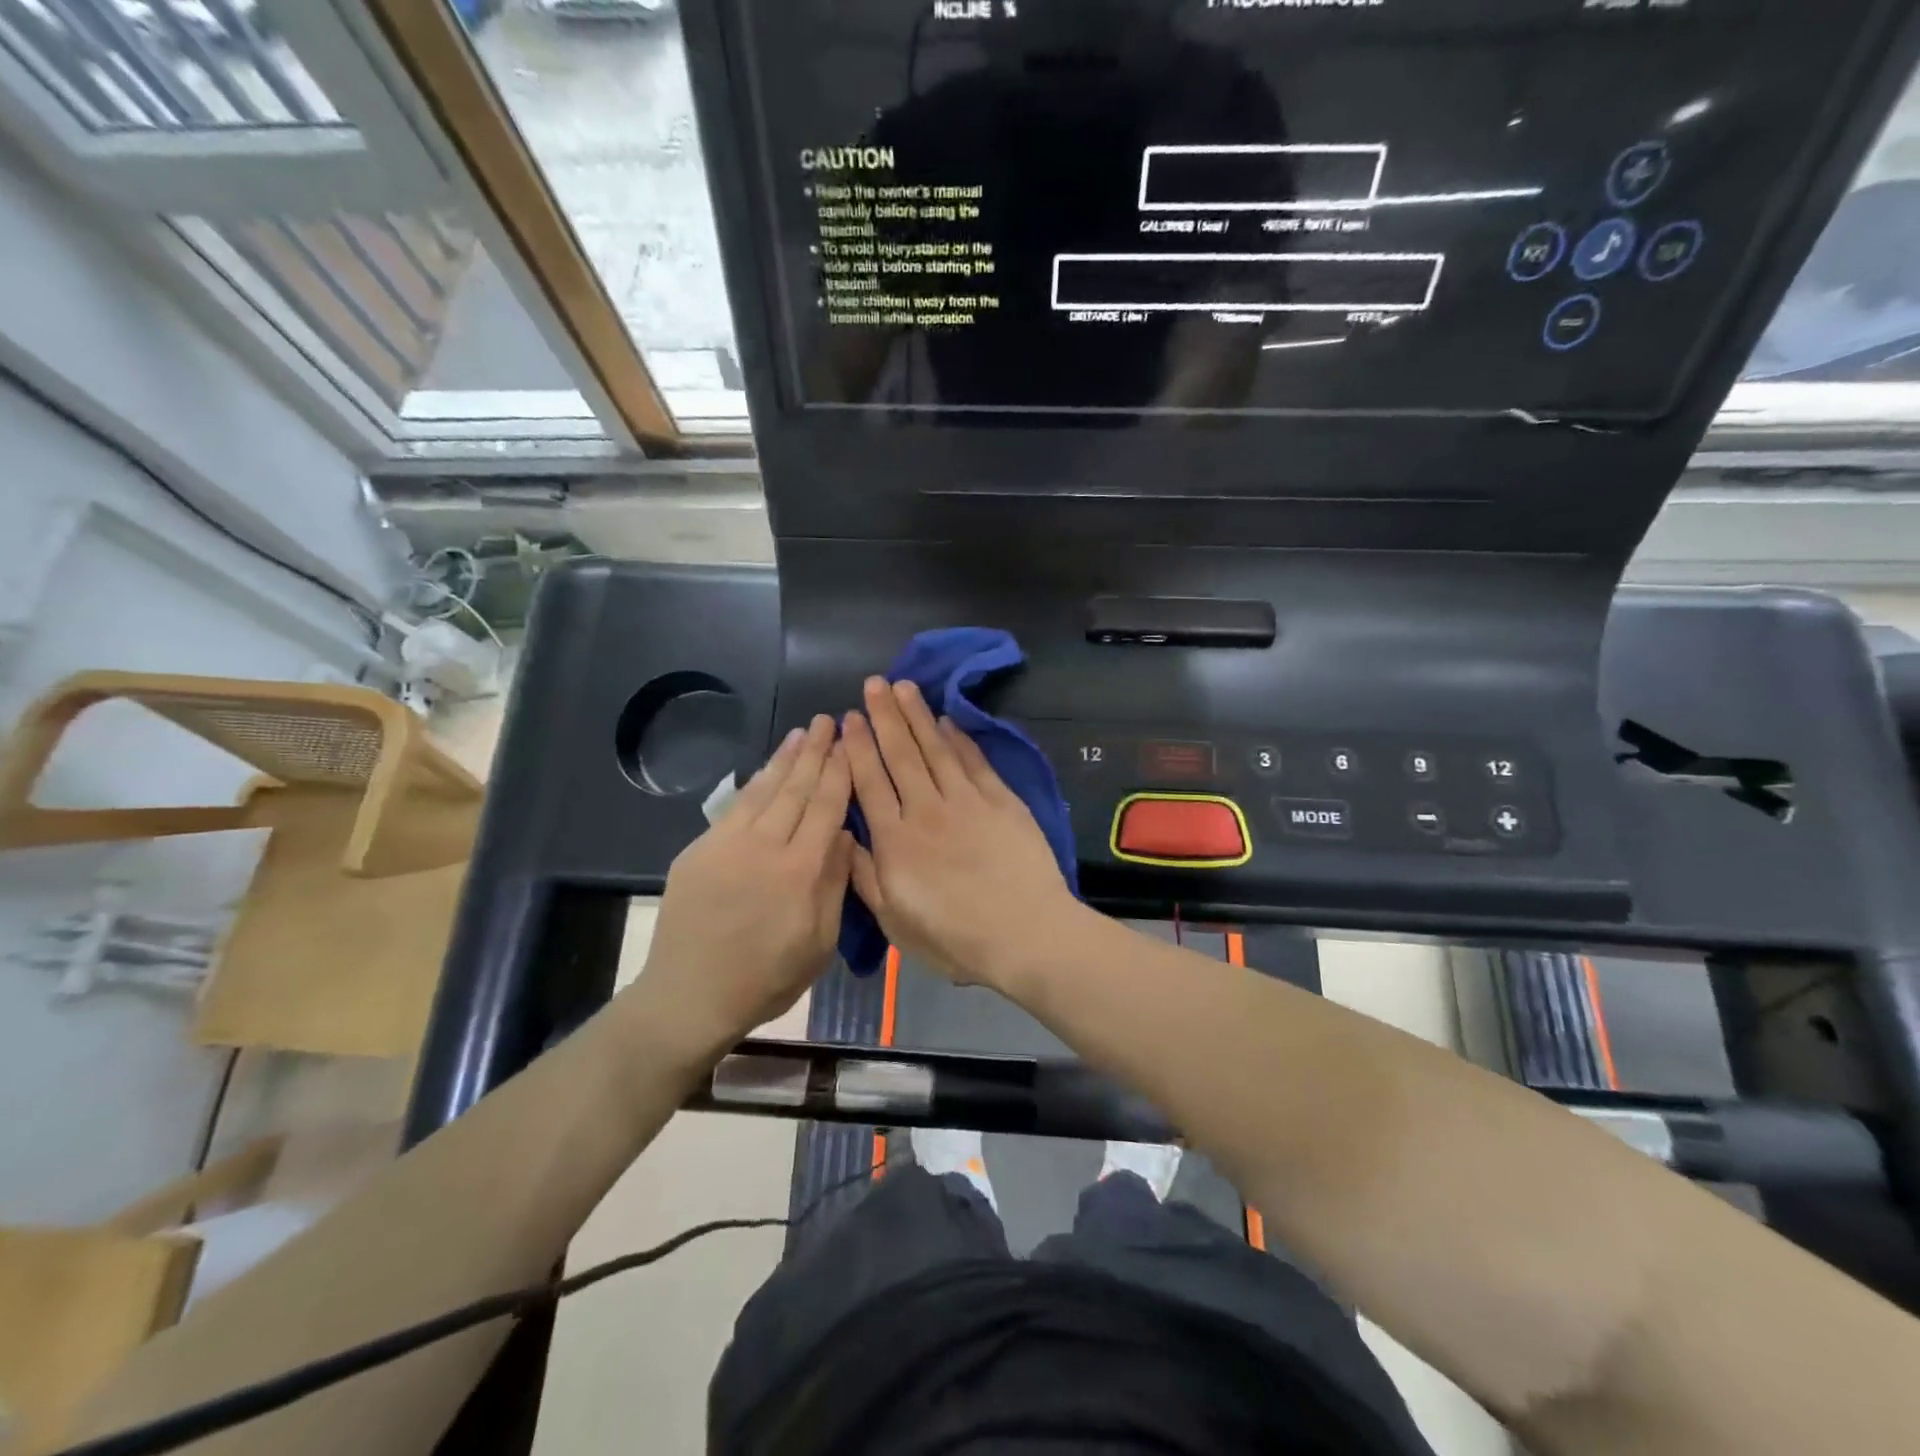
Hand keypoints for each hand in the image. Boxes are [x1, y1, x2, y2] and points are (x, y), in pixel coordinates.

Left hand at [630, 715, 852, 1060]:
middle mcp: (764, 847)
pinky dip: (754, 783)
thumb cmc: (767, 978)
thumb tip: (842, 834)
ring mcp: (726, 845)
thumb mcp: (819, 942)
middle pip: (795, 789)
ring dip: (785, 759)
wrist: (690, 996)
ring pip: (763, 791)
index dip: (839, 772)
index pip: (825, 807)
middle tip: (827, 721)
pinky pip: (734, 807)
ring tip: (801, 733)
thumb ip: (834, 883)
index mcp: (800, 871)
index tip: (850, 744)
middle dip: (815, 753)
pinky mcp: (699, 850)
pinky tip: (765, 770)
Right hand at [842, 678, 1076, 985]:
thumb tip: (841, 837)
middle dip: (884, 716)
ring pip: (936, 748)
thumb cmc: (955, 939)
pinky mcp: (1001, 800)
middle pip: (901, 754)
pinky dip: (959, 738)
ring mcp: (966, 801)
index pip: (870, 782)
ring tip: (904, 687)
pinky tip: (948, 721)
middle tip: (873, 683)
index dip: (857, 748)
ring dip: (918, 715)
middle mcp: (926, 810)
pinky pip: (974, 761)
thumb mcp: (895, 921)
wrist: (1026, 933)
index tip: (848, 718)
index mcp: (895, 841)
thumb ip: (865, 876)